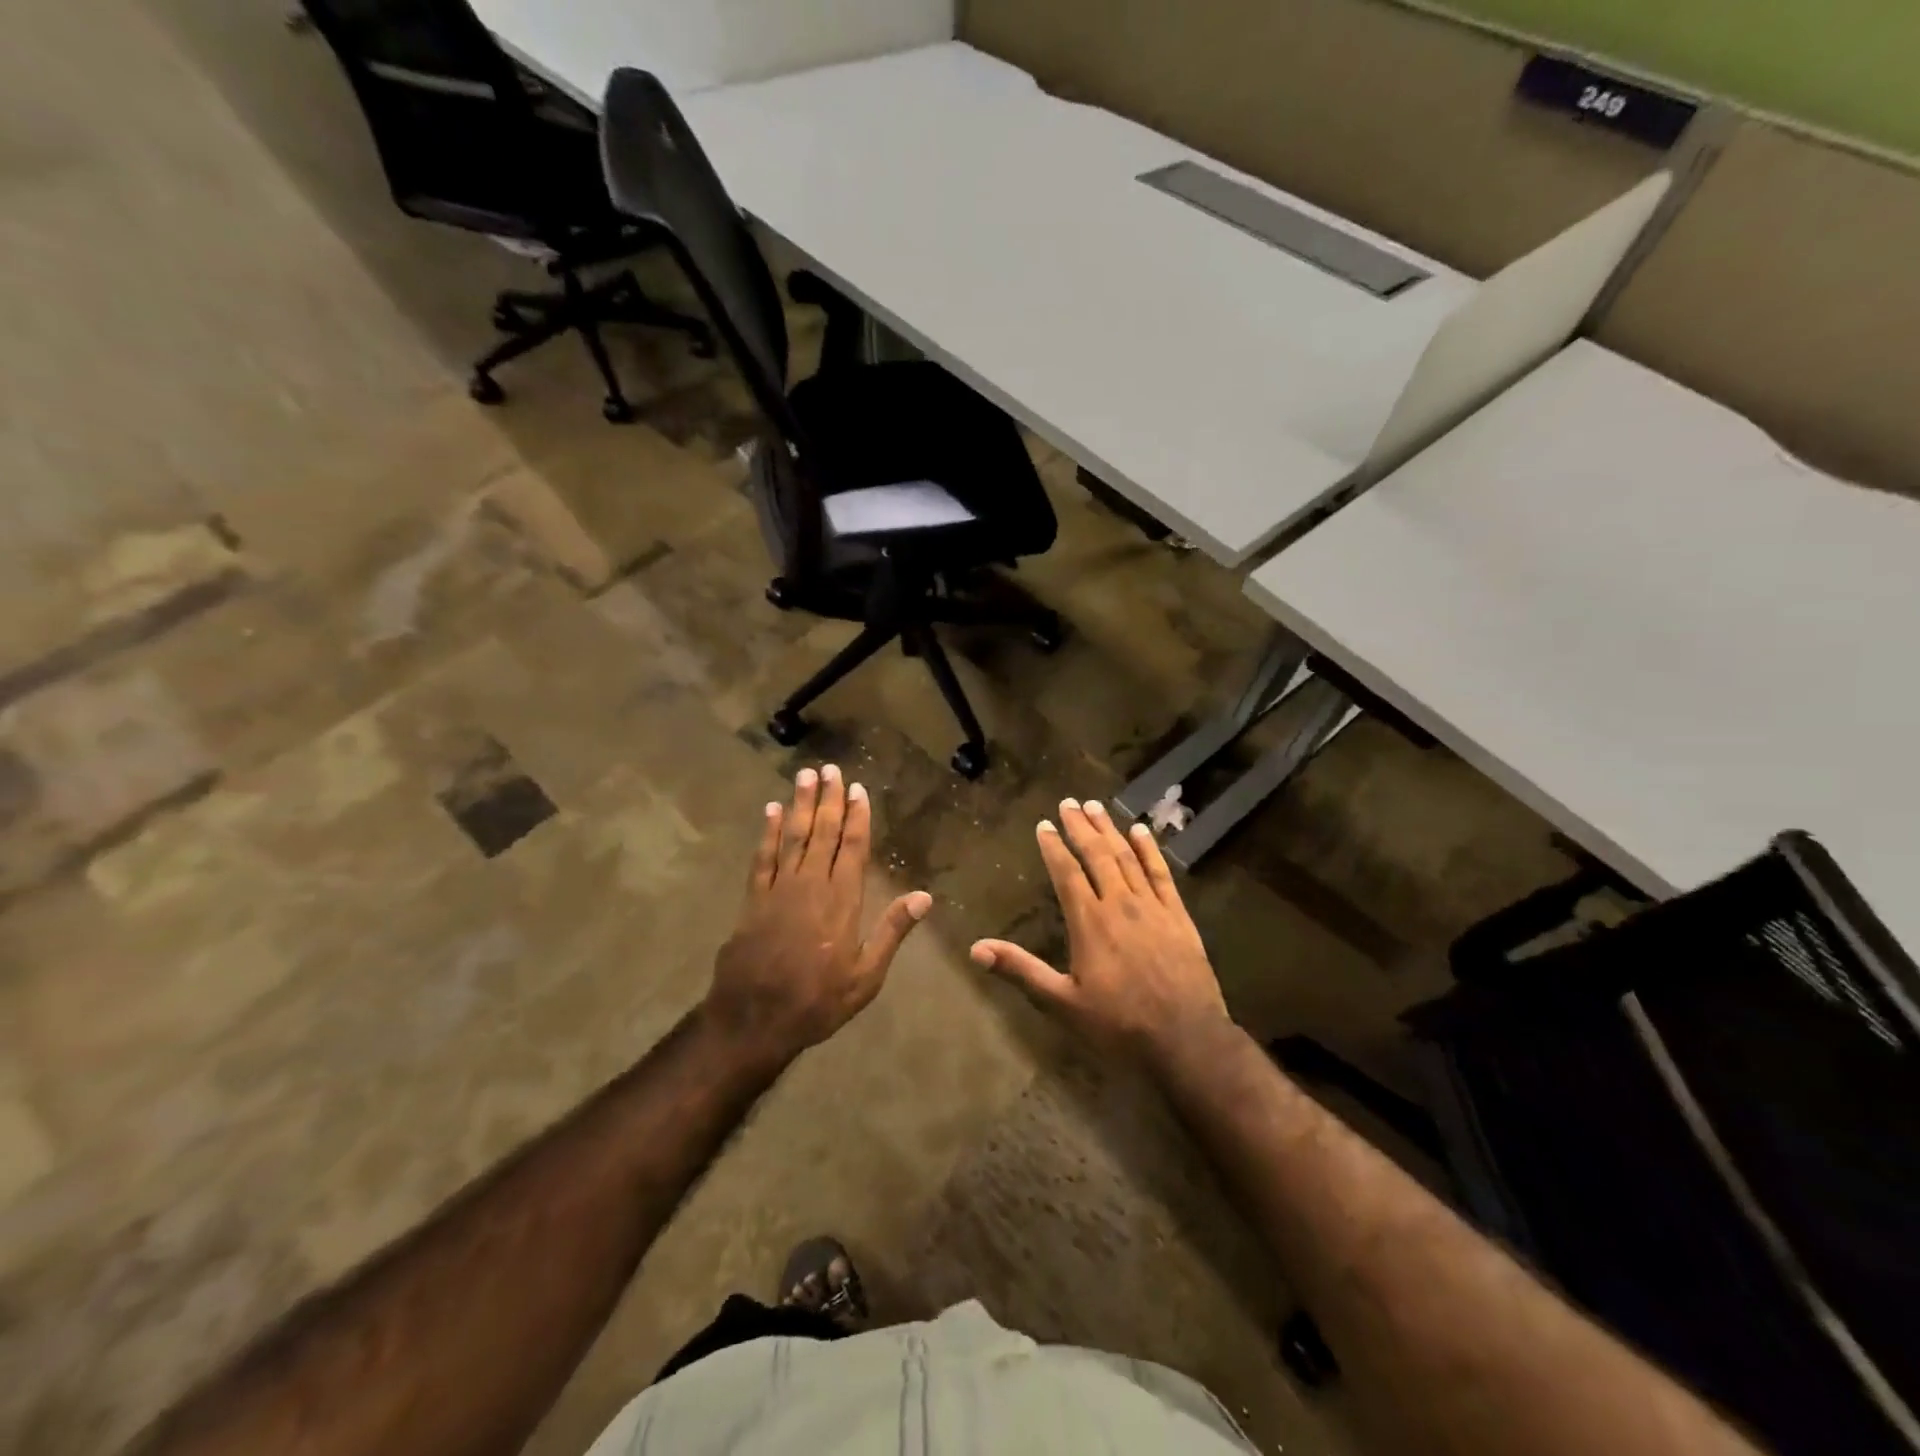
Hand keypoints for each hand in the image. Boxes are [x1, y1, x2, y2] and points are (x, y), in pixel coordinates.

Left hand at [705, 765, 931, 1064]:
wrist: (754, 1019)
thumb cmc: (817, 1000)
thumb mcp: (866, 976)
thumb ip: (892, 931)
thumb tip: (924, 896)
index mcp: (842, 900)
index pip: (852, 847)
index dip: (856, 816)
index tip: (858, 789)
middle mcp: (811, 885)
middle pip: (822, 832)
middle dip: (828, 798)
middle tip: (830, 768)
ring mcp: (779, 888)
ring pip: (793, 835)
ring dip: (800, 804)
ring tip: (805, 774)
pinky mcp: (753, 898)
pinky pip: (763, 856)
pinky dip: (768, 831)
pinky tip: (772, 810)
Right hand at [970, 797, 1228, 1069]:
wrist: (1186, 1039)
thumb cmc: (1119, 1025)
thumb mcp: (1062, 1002)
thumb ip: (1021, 970)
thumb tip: (976, 949)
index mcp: (1089, 922)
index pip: (1066, 872)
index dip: (1054, 846)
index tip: (1044, 824)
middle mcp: (1119, 904)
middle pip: (1097, 855)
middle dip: (1081, 826)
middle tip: (1069, 802)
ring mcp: (1152, 906)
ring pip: (1127, 857)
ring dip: (1109, 829)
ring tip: (1096, 806)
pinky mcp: (1178, 915)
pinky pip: (1161, 873)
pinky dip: (1149, 849)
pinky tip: (1141, 831)